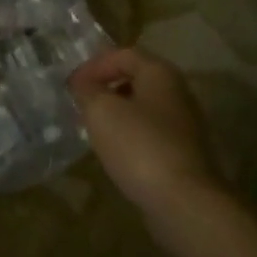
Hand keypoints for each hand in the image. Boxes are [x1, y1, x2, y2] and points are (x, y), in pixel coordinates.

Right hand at [69, 48, 223, 235]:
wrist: (184, 202)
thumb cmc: (139, 146)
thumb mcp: (101, 111)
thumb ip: (88, 90)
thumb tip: (82, 83)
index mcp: (160, 73)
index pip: (123, 54)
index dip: (94, 65)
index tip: (72, 85)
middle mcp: (178, 92)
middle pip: (136, 78)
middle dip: (106, 87)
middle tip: (82, 103)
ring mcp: (185, 124)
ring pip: (144, 108)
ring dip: (118, 113)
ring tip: (93, 128)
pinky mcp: (184, 153)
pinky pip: (151, 134)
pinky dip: (131, 136)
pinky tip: (115, 152)